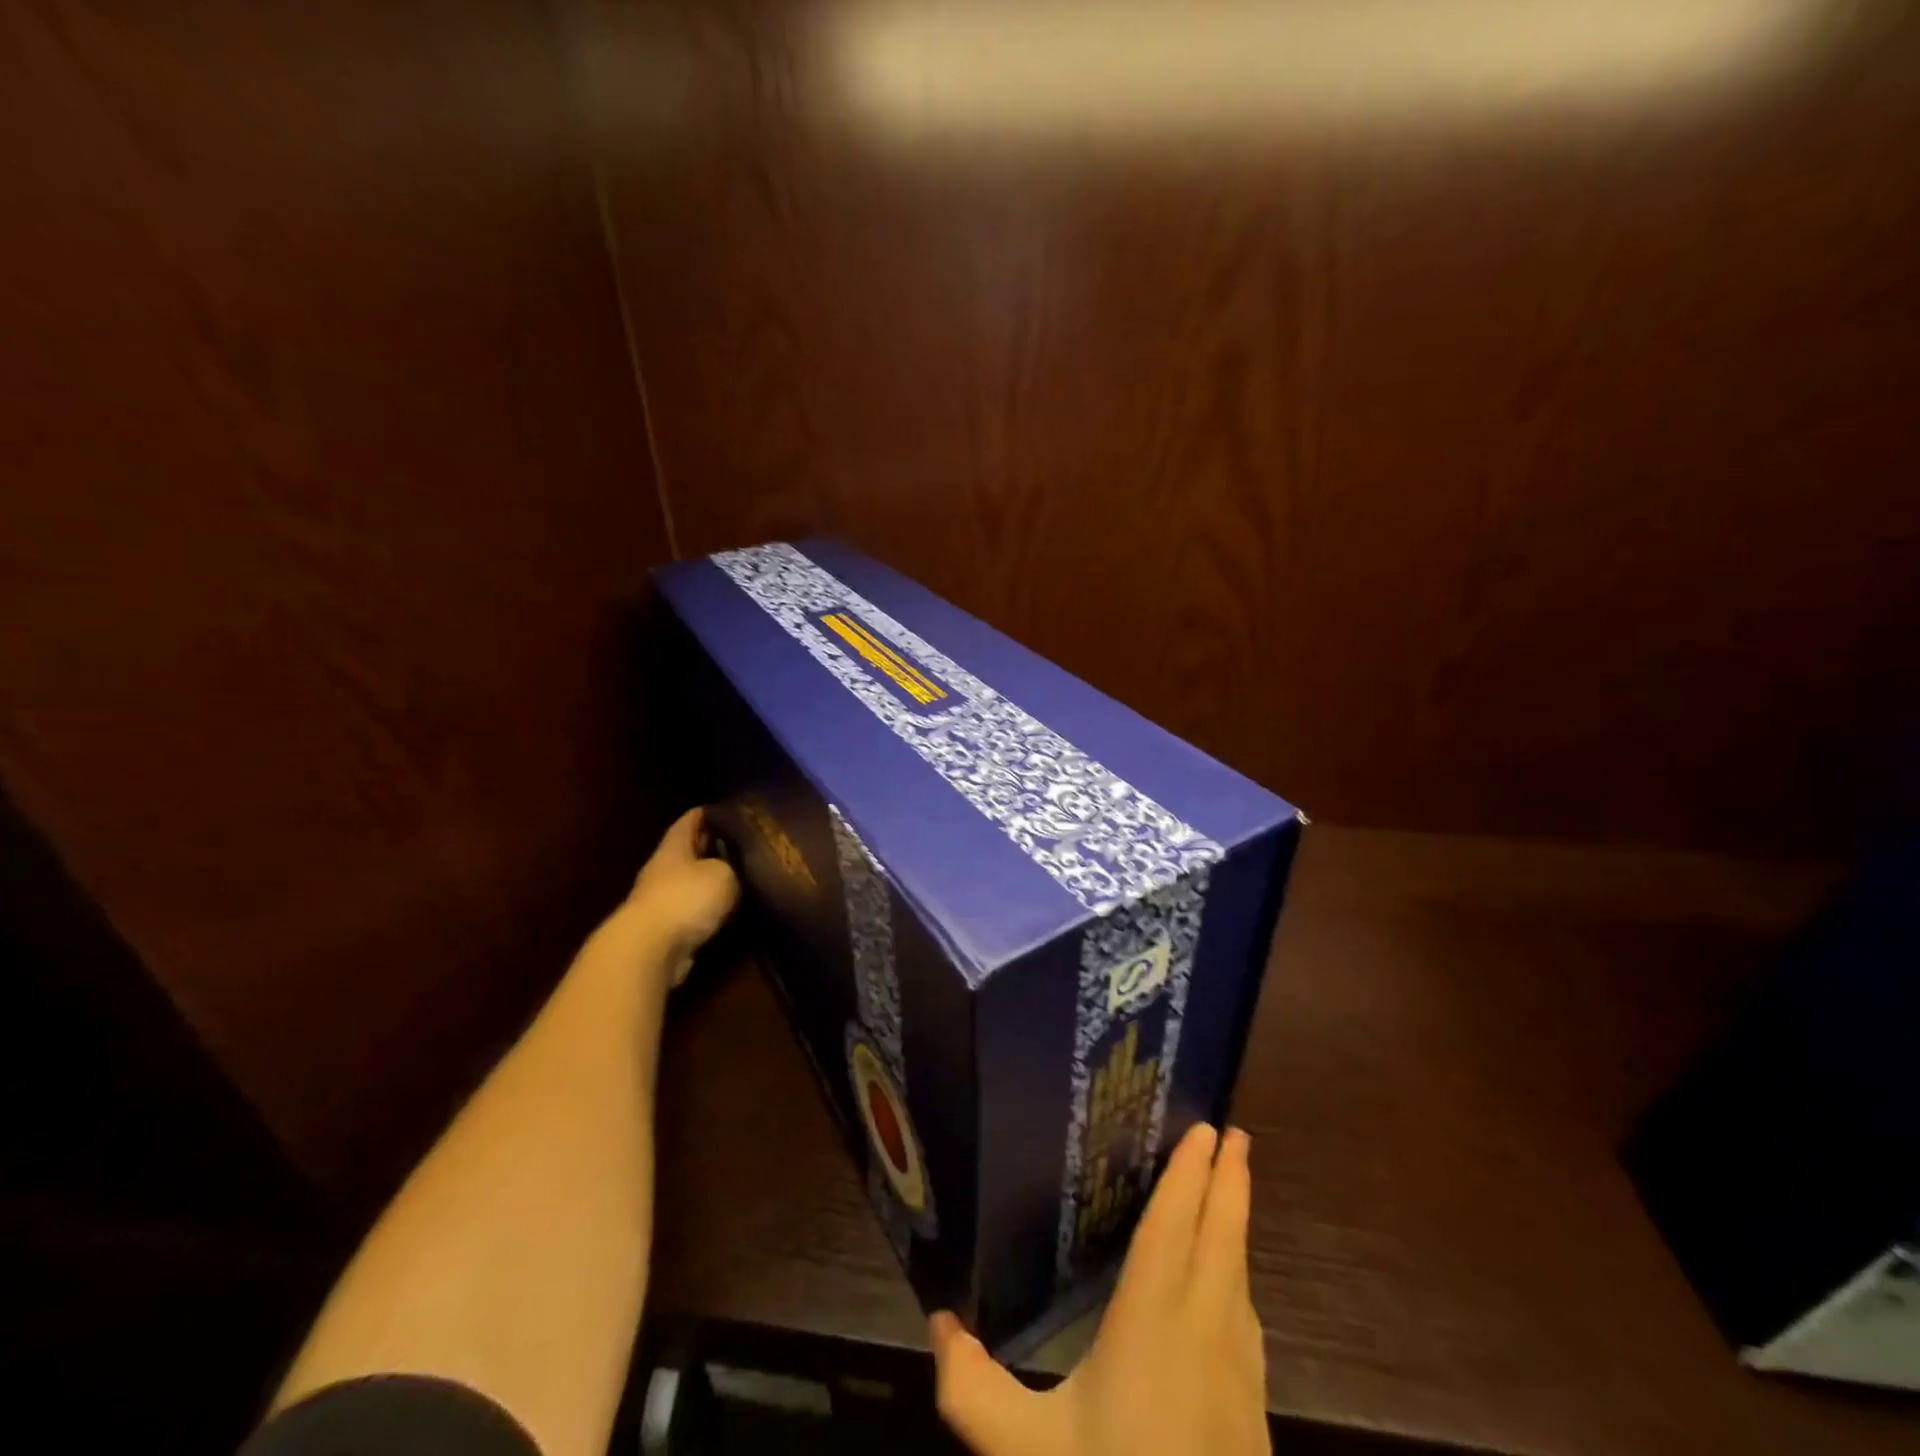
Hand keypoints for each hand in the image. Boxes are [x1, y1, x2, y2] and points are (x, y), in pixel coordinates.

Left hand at [624, 807, 738, 985]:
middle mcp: (662, 870)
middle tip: (739, 845)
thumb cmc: (686, 898)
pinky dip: (705, 910)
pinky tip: (725, 911)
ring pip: (688, 884)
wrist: (649, 950)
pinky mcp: (662, 931)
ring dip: (707, 882)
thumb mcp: (722, 874)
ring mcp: (659, 901)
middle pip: (687, 852)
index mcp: (674, 847)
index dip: (707, 813)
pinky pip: (689, 912)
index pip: (690, 821)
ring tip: (738, 880)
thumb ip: (730, 866)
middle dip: (710, 848)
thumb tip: (732, 869)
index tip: (726, 810)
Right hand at [931, 1124, 1267, 1455]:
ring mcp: (1240, 1378)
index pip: (1174, 1228)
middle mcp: (1205, 1333)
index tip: (1208, 1129)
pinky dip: (1239, 1275)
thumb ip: (972, 1389)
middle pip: (1222, 1238)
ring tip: (1231, 1186)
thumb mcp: (1026, 1454)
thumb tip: (938, 1321)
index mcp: (1154, 1324)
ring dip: (1236, 1223)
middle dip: (1230, 1181)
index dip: (1190, 1176)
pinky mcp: (1255, 1417)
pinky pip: (1246, 1318)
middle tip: (1235, 1131)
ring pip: (1241, 1276)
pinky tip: (1230, 1283)